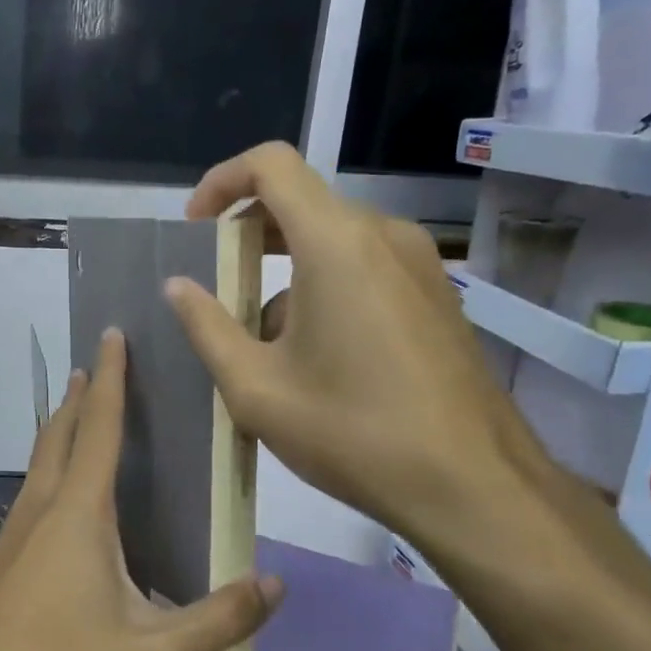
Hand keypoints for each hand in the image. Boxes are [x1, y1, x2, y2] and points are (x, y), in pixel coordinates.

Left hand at [0, 329, 282, 650]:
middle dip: (79, 395)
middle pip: (60, 433)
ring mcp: (15, 533)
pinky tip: (62, 498)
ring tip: (77, 413)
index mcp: (79, 512)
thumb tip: (275, 584)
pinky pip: (32, 491)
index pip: (99, 426)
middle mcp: (42, 507)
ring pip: (40, 461)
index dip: (110, 377)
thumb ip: (217, 620)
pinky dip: (51, 467)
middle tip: (96, 364)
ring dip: (60, 428)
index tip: (112, 334)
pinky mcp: (3, 560)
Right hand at [164, 142, 558, 567]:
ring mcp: (419, 264)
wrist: (473, 486)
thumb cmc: (353, 433)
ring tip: (264, 345)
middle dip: (249, 239)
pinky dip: (324, 288)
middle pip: (301, 203)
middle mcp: (383, 236)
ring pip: (332, 241)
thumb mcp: (256, 388)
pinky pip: (365, 268)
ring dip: (285, 273)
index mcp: (336, 242)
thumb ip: (206, 327)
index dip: (222, 182)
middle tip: (218, 291)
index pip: (271, 164)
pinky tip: (316, 357)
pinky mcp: (437, 296)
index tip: (196, 229)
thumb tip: (178, 288)